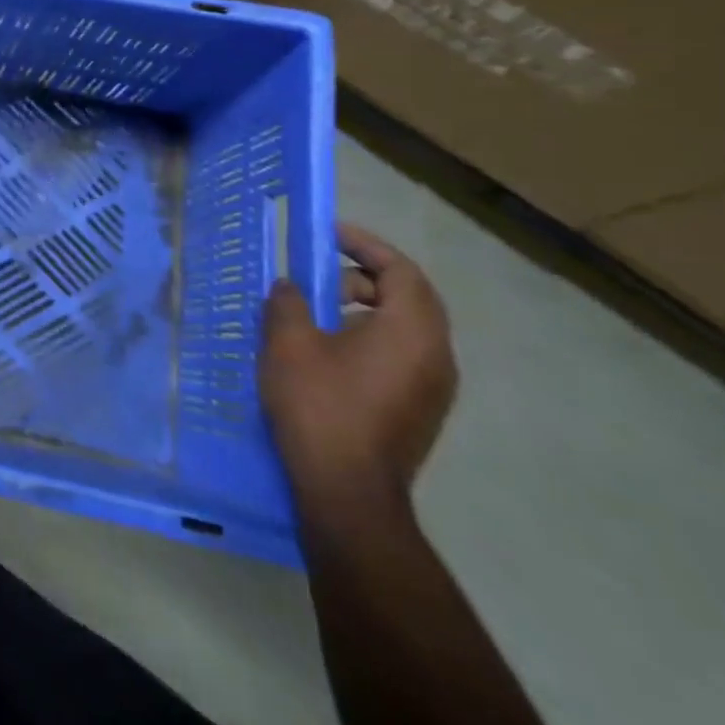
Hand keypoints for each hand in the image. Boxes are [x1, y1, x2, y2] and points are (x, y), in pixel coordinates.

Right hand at [261, 224, 457, 516]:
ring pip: (404, 329)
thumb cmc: (320, 404)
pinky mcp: (419, 411)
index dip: (366, 245)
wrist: (347, 491)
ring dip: (362, 309)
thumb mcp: (288, 342)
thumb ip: (288, 302)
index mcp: (412, 332)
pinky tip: (326, 353)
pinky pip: (400, 355)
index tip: (328, 234)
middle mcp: (436, 356)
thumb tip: (290, 287)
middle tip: (315, 278)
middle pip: (409, 298)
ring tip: (314, 315)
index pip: (402, 271)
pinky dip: (367, 337)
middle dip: (361, 277)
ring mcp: (433, 388)